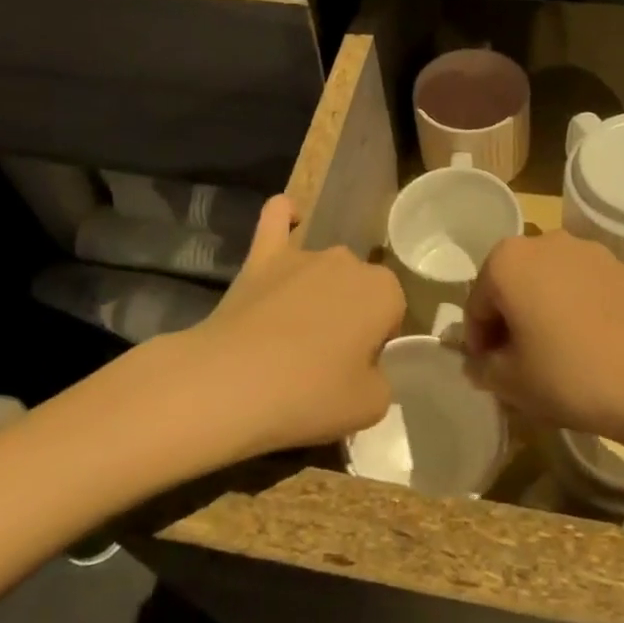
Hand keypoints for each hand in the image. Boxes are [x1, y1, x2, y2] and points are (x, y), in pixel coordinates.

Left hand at [181, 195, 403, 457]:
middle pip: (358, 288)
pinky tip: (288, 217)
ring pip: (324, 268)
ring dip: (318, 292)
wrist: (232, 383)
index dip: (375, 342)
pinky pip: (277, 219)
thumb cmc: (310, 395)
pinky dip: (285, 216)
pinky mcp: (263, 255)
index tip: (354, 369)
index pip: (392, 312)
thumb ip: (381, 379)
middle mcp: (348, 261)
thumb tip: (364, 366)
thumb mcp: (370, 406)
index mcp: (383, 291)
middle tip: (325, 360)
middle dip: (349, 315)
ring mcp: (303, 254)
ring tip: (293, 335)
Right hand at [463, 232, 623, 443]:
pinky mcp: (622, 267)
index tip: (491, 372)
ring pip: (550, 282)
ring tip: (560, 355)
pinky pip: (585, 287)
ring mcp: (588, 251)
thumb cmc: (571, 375)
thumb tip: (479, 363)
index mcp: (508, 261)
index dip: (479, 342)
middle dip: (511, 320)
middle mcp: (545, 242)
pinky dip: (579, 309)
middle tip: (521, 364)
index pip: (476, 304)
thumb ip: (483, 368)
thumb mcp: (511, 383)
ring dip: (545, 311)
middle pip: (513, 284)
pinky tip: (594, 345)